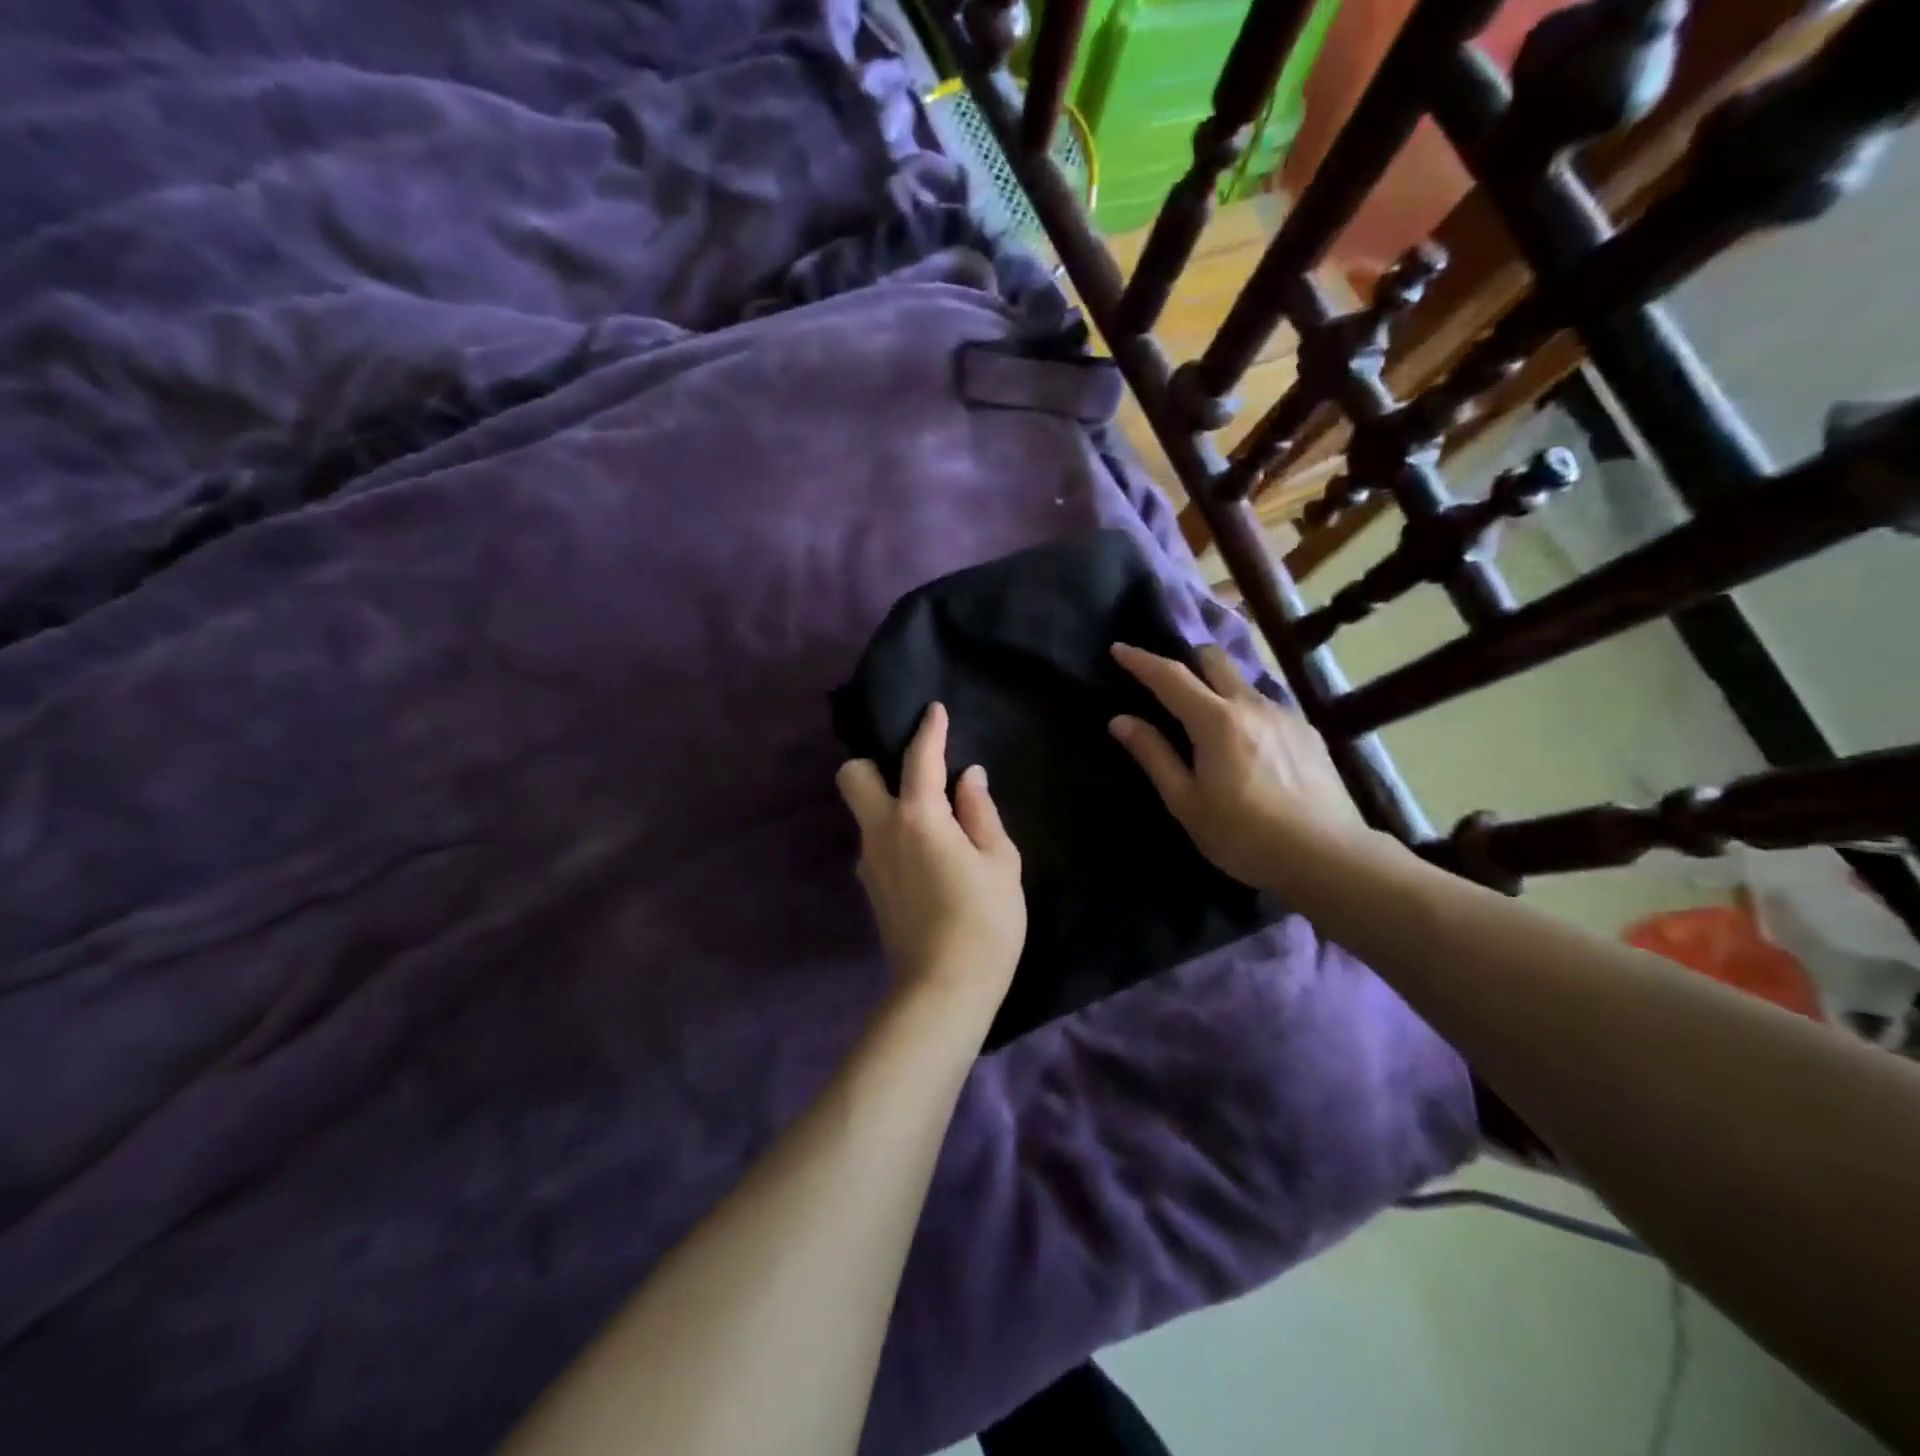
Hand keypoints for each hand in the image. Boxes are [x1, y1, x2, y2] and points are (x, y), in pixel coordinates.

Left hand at [837, 704, 1025, 1012]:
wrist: (944, 988)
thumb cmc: (986, 920)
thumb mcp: (1001, 862)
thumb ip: (980, 813)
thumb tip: (967, 778)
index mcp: (919, 817)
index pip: (919, 758)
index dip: (928, 729)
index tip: (933, 711)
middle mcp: (882, 830)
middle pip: (853, 776)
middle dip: (873, 763)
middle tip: (912, 776)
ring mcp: (869, 861)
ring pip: (863, 813)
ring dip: (886, 803)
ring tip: (930, 821)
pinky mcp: (869, 888)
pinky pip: (874, 844)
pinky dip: (892, 836)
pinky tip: (923, 857)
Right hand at [1109, 643, 1368, 888]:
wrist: (1326, 856)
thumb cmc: (1243, 835)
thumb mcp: (1186, 801)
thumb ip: (1154, 755)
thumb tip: (1121, 720)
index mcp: (1216, 721)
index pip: (1170, 676)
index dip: (1141, 660)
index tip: (1118, 648)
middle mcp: (1251, 705)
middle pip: (1214, 660)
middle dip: (1186, 659)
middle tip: (1167, 678)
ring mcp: (1285, 715)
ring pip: (1243, 682)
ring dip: (1218, 686)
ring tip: (1208, 716)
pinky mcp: (1308, 732)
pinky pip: (1267, 705)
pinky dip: (1245, 710)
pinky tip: (1247, 742)